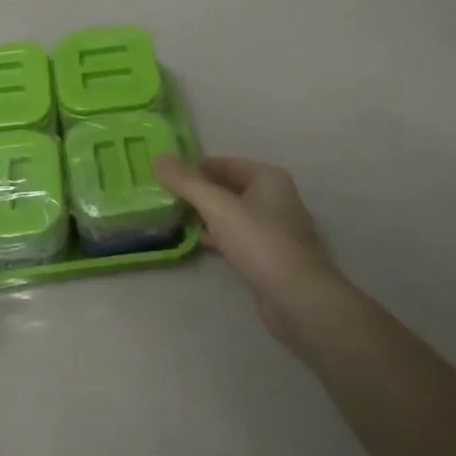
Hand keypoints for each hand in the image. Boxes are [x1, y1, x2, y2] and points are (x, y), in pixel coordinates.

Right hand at [152, 155, 344, 344]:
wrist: (298, 297)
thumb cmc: (259, 242)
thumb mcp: (217, 206)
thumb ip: (186, 182)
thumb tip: (158, 157)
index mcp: (267, 177)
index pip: (224, 163)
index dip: (195, 167)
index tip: (166, 177)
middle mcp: (275, 197)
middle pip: (229, 187)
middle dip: (199, 191)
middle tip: (166, 197)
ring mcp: (274, 228)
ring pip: (233, 213)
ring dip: (207, 214)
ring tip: (177, 217)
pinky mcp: (270, 255)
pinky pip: (238, 236)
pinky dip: (219, 235)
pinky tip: (199, 241)